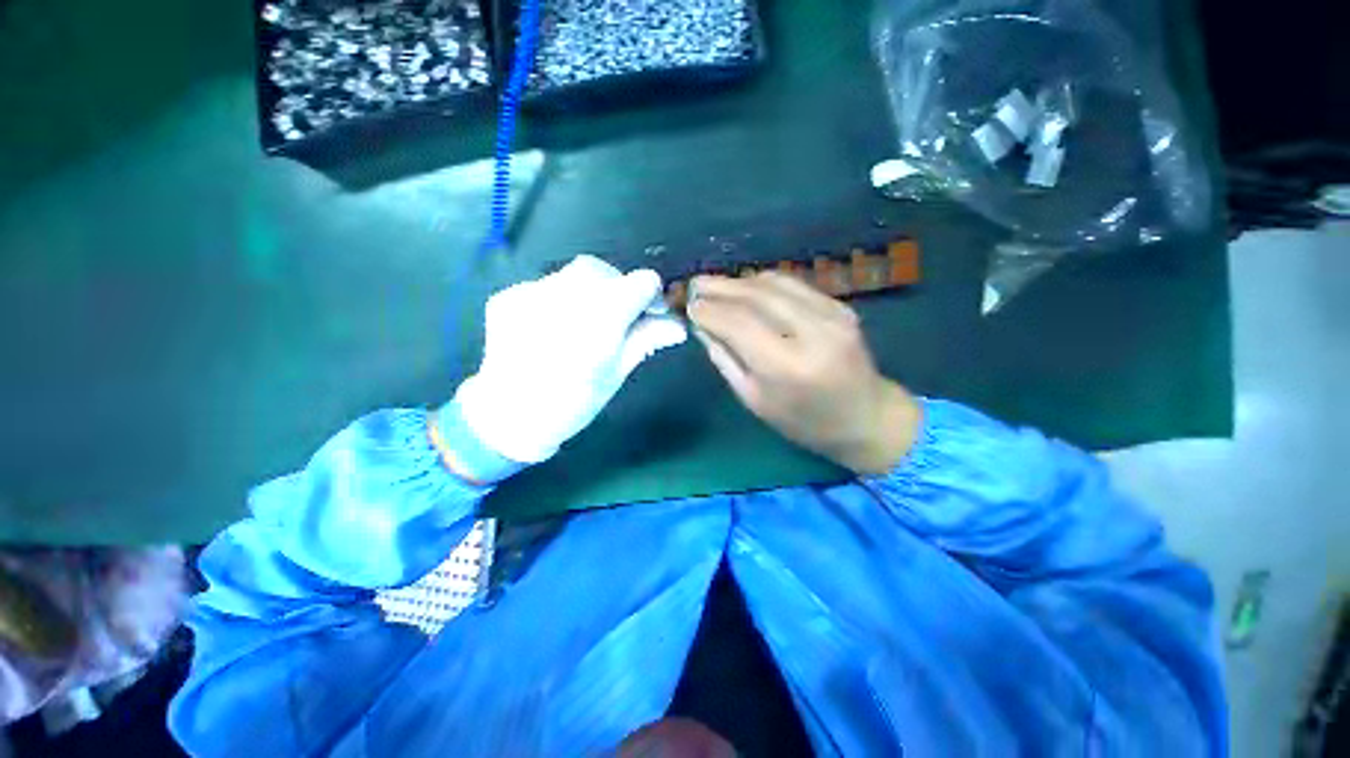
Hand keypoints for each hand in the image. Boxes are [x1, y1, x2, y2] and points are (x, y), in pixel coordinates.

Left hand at [452, 255, 686, 464]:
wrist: (508, 418)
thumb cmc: (573, 403)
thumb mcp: (616, 373)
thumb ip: (646, 339)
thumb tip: (679, 326)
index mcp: (601, 319)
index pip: (640, 282)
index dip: (651, 294)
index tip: (650, 312)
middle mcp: (566, 296)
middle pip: (603, 271)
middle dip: (618, 288)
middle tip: (618, 316)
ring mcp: (531, 293)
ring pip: (572, 274)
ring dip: (589, 290)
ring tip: (585, 321)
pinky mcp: (508, 297)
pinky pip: (545, 285)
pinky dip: (559, 298)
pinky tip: (554, 325)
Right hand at [688, 272, 920, 474]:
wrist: (866, 417)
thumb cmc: (803, 421)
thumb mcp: (754, 400)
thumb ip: (725, 359)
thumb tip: (701, 325)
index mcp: (787, 367)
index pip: (738, 324)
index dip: (709, 311)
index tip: (689, 307)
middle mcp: (812, 333)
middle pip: (755, 296)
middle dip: (719, 288)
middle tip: (694, 285)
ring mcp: (831, 314)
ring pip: (774, 283)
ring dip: (739, 282)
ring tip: (715, 286)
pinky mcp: (840, 306)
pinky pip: (793, 285)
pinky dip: (763, 283)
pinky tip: (746, 289)